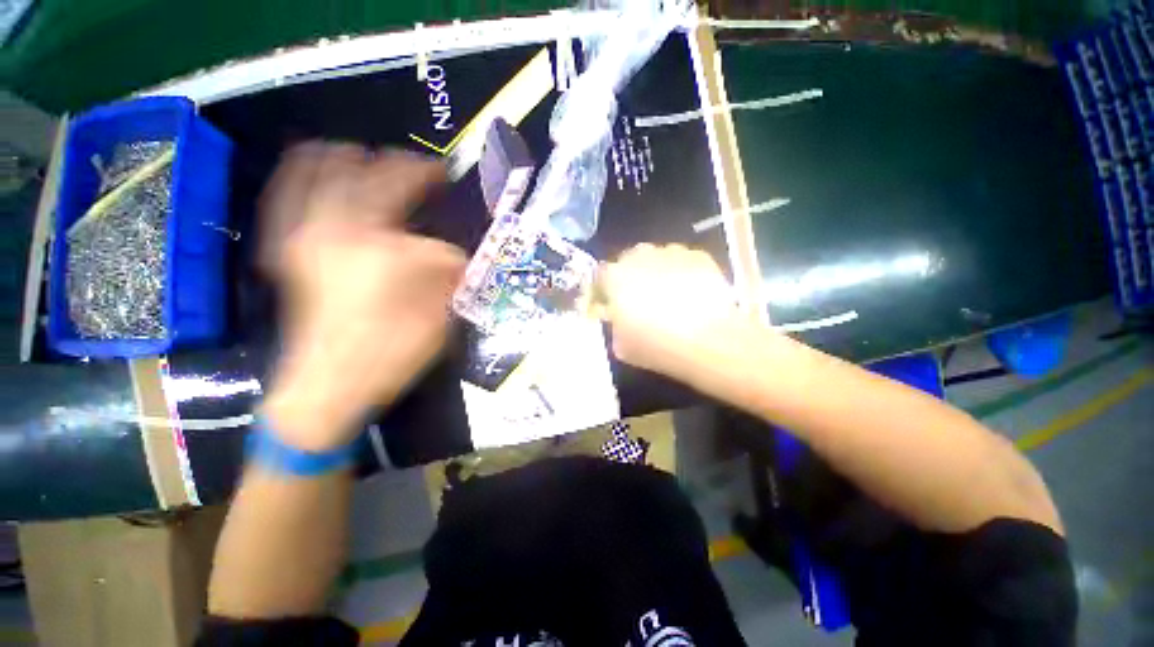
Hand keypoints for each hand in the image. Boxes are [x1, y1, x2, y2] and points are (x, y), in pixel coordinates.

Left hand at [258, 143, 465, 449]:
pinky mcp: (284, 249)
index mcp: (374, 239)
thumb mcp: (440, 304)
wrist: (332, 385)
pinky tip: (318, 169)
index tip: (446, 172)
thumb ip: (446, 262)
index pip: (401, 183)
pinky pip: (285, 192)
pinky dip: (302, 171)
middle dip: (391, 160)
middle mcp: (329, 224)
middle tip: (414, 169)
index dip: (426, 171)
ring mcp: (298, 234)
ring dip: (345, 156)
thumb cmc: (394, 347)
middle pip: (358, 167)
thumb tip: (446, 244)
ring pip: (313, 168)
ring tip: (369, 159)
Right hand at [601, 244, 756, 384]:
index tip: (611, 304)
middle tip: (640, 299)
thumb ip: (614, 324)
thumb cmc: (656, 345)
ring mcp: (671, 252)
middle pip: (629, 261)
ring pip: (657, 259)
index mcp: (615, 276)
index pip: (600, 276)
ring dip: (657, 273)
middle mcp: (640, 256)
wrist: (708, 342)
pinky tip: (690, 294)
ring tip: (669, 296)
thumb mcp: (620, 345)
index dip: (605, 290)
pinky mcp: (698, 256)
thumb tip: (618, 317)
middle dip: (630, 277)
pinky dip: (682, 274)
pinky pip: (682, 262)